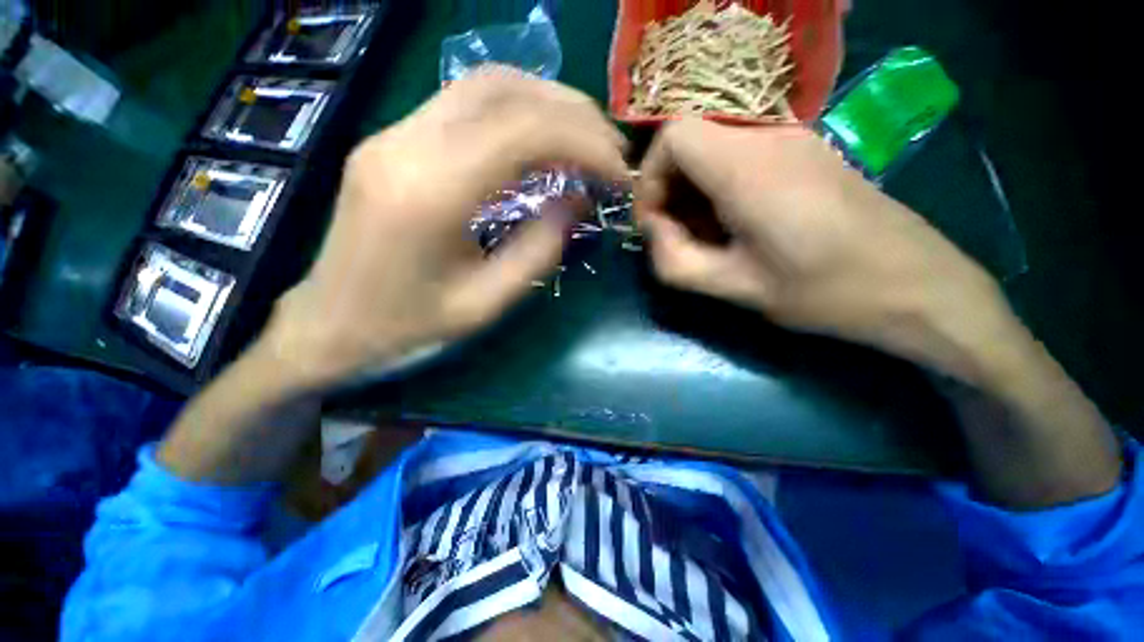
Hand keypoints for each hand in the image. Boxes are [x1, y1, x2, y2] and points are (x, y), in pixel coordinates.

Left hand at [263, 69, 628, 387]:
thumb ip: (539, 251)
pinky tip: (541, 140)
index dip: (585, 144)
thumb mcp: (486, 304)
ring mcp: (393, 133)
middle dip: (574, 114)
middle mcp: (407, 143)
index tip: (619, 173)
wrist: (330, 322)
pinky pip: (464, 104)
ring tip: (586, 138)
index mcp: (430, 192)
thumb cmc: (408, 325)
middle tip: (611, 148)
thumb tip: (576, 202)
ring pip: (485, 85)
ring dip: (547, 104)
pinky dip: (517, 112)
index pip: (524, 133)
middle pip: (506, 91)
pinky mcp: (393, 139)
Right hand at [636, 119, 1012, 385]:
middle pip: (690, 141)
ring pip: (712, 150)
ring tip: (704, 238)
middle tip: (676, 237)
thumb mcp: (735, 288)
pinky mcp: (804, 153)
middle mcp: (769, 138)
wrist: (918, 286)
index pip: (673, 136)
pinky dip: (718, 189)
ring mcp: (792, 140)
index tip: (654, 224)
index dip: (649, 178)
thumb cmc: (826, 292)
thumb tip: (655, 230)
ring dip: (692, 192)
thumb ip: (675, 261)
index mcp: (749, 169)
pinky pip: (739, 157)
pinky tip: (733, 226)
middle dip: (668, 189)